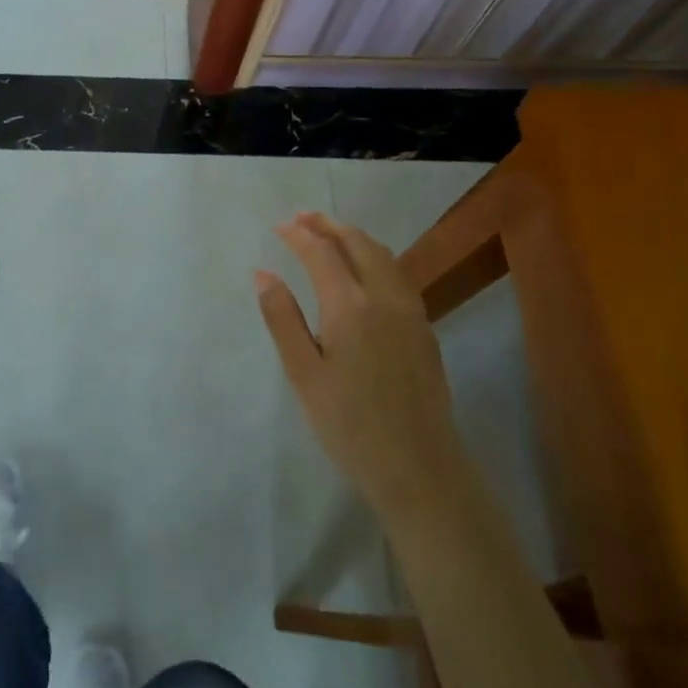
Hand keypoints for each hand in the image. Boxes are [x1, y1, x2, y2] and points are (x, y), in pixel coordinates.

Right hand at [255, 212, 459, 522]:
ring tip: (331, 235)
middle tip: (304, 218)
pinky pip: (397, 275)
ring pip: (383, 256)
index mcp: (350, 306)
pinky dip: (375, 257)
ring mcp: (411, 312)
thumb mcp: (303, 374)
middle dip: (329, 225)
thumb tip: (263, 273)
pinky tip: (364, 272)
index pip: (322, 252)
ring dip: (355, 238)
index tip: (279, 226)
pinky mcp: (425, 330)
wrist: (419, 468)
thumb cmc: (350, 424)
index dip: (299, 234)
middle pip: (358, 243)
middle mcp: (384, 297)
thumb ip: (283, 318)